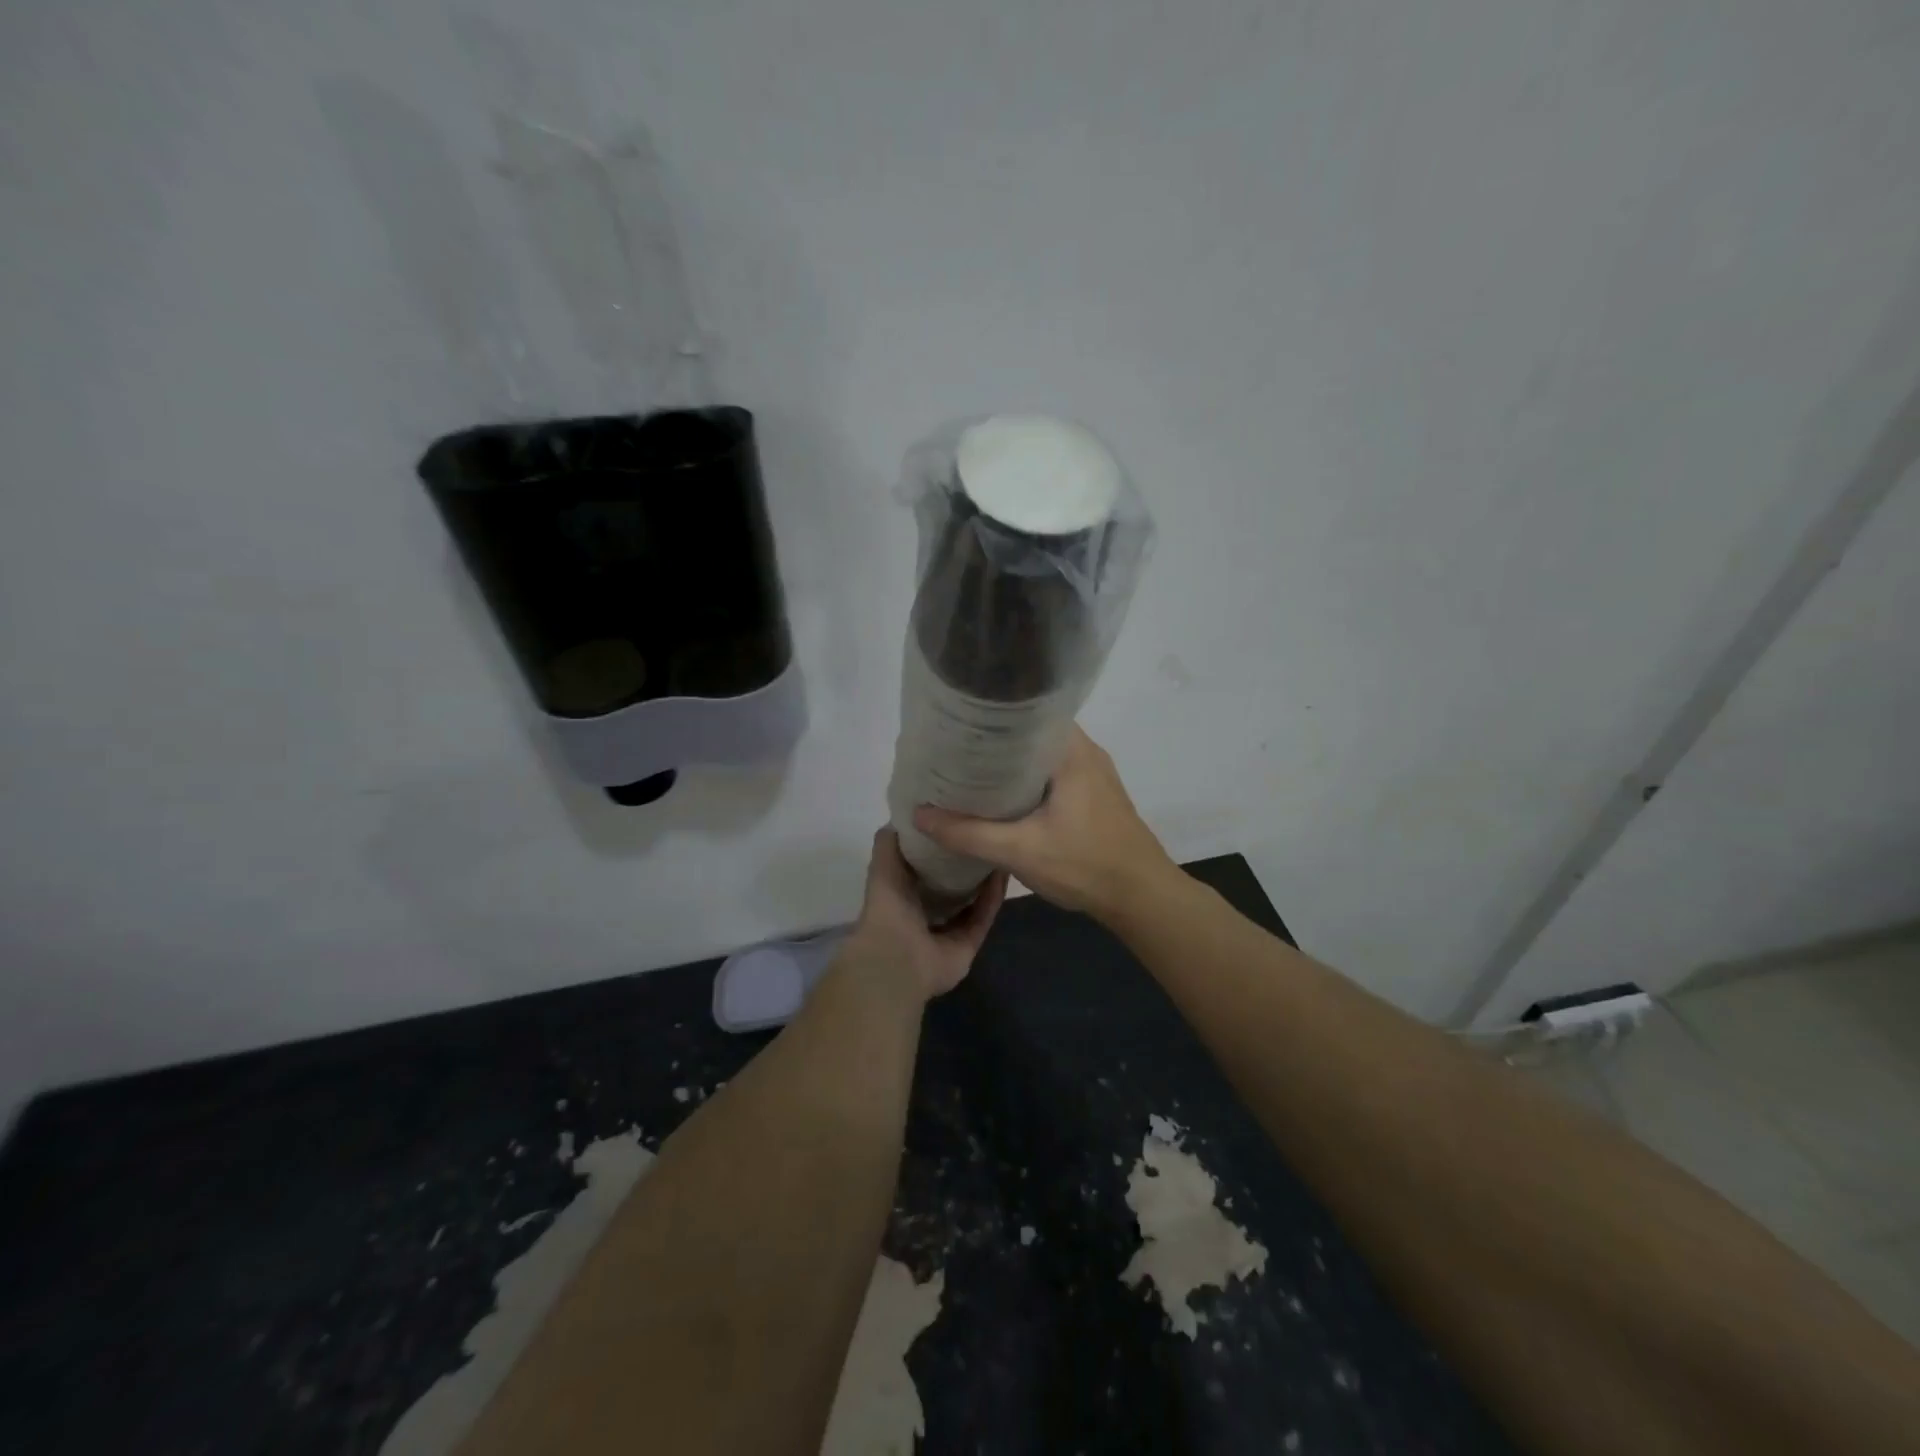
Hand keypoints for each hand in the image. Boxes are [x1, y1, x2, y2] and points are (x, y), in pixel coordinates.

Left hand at [843, 828, 1007, 1001]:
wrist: (897, 958)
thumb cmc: (888, 908)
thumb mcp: (883, 866)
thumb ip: (890, 841)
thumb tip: (905, 815)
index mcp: (903, 895)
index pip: (925, 867)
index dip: (939, 846)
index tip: (955, 820)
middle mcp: (925, 913)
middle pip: (952, 885)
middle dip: (965, 863)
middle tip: (983, 831)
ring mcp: (948, 931)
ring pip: (972, 901)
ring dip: (984, 879)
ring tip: (998, 848)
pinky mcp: (968, 944)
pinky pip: (983, 917)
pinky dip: (992, 897)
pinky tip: (1003, 872)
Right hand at [913, 726, 1173, 920]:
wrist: (1142, 898)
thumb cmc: (1086, 865)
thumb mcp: (1020, 851)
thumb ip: (968, 833)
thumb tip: (918, 815)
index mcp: (1071, 751)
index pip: (1025, 712)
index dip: (989, 717)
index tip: (955, 725)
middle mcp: (1085, 752)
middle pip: (1030, 734)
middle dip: (993, 742)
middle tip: (953, 750)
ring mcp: (1093, 774)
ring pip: (1041, 756)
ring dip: (1009, 763)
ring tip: (969, 770)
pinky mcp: (1094, 796)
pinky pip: (1052, 775)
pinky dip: (1026, 780)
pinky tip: (1002, 798)